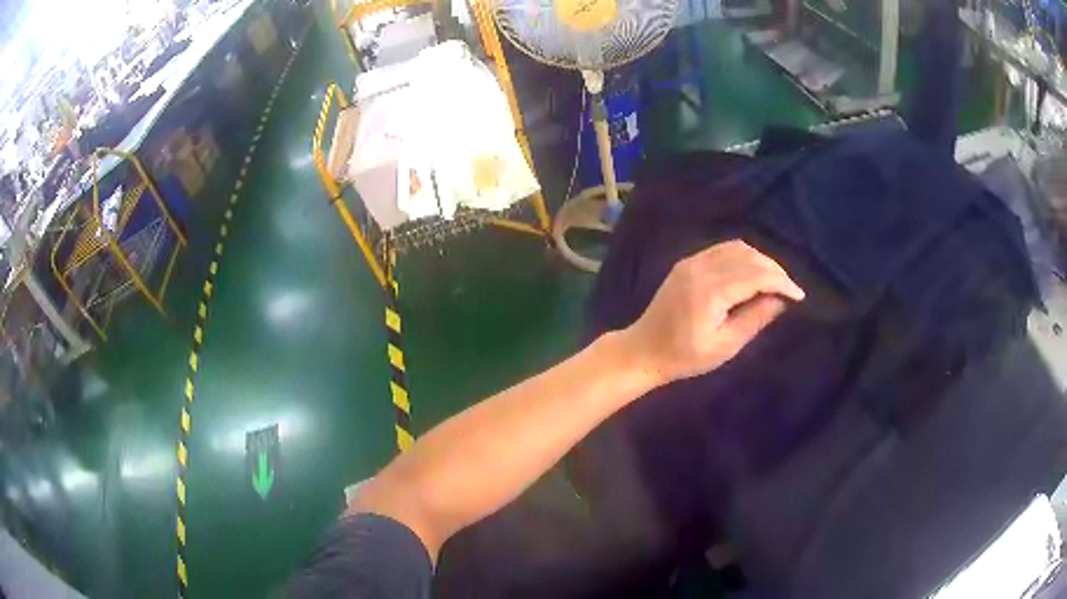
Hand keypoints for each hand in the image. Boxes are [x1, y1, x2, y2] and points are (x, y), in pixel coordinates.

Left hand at [621, 241, 804, 382]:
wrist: (645, 349)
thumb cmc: (685, 356)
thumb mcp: (725, 346)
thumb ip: (754, 319)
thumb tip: (781, 300)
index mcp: (711, 291)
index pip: (756, 275)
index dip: (782, 282)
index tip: (799, 295)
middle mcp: (701, 268)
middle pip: (749, 256)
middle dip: (775, 270)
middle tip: (789, 290)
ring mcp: (692, 262)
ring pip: (737, 248)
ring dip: (760, 260)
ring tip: (774, 282)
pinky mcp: (687, 262)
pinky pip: (722, 249)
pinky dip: (743, 256)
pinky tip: (752, 272)